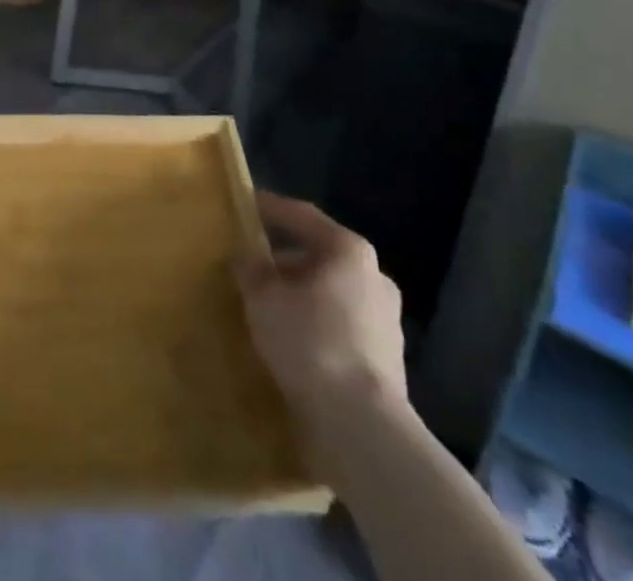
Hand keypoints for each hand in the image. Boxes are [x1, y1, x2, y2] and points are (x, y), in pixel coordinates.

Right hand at [237, 192, 405, 415]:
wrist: (364, 428)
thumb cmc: (311, 344)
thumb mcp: (264, 298)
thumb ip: (251, 268)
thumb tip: (246, 255)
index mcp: (349, 251)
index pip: (302, 216)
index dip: (270, 208)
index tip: (245, 204)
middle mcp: (374, 276)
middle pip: (319, 256)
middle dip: (283, 260)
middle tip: (250, 266)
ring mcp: (386, 320)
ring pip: (331, 294)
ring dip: (300, 296)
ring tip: (266, 308)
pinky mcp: (387, 360)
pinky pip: (340, 327)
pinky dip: (315, 326)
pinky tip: (290, 342)